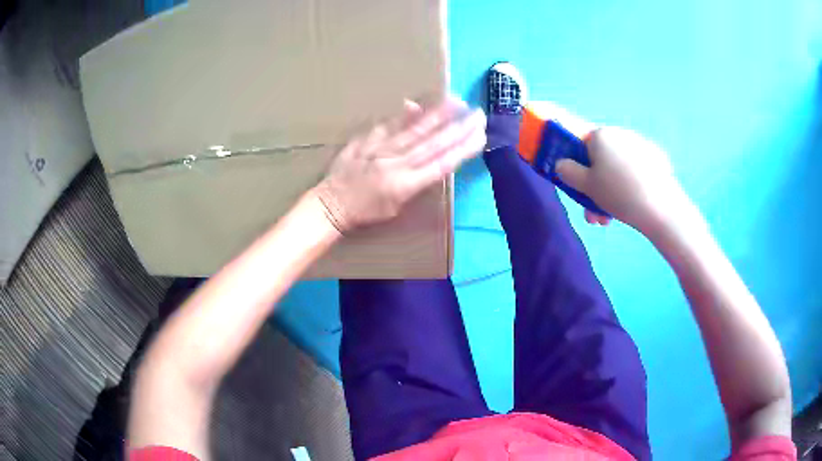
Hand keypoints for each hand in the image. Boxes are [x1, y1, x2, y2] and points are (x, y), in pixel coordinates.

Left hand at [316, 97, 485, 232]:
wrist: (331, 205)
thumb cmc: (367, 212)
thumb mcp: (397, 206)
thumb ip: (417, 181)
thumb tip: (435, 160)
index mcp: (406, 185)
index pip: (442, 163)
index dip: (463, 149)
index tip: (480, 136)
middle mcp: (396, 164)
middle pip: (433, 143)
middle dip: (458, 128)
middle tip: (478, 114)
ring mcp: (380, 150)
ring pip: (414, 131)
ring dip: (437, 115)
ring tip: (456, 102)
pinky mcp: (365, 142)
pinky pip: (386, 127)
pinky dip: (401, 116)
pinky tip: (414, 103)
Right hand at [556, 127, 693, 235]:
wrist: (661, 207)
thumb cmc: (618, 193)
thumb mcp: (586, 186)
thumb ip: (568, 172)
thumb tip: (561, 164)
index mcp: (600, 135)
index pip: (580, 144)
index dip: (577, 167)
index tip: (580, 188)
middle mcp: (619, 133)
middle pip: (601, 158)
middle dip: (595, 186)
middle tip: (595, 211)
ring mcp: (640, 145)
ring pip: (618, 167)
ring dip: (610, 191)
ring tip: (610, 218)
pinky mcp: (656, 159)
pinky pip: (635, 170)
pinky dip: (629, 185)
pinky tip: (632, 205)